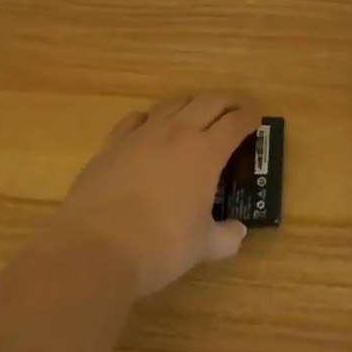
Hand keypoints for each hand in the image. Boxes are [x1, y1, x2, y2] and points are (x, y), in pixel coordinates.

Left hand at [53, 92, 259, 297]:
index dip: (251, 117)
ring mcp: (143, 135)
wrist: (94, 250)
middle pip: (210, 101)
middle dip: (228, 101)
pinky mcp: (112, 144)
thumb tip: (237, 232)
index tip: (257, 119)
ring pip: (174, 103)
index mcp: (207, 152)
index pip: (237, 122)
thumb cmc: (159, 246)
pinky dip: (150, 119)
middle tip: (235, 110)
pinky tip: (150, 129)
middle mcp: (178, 132)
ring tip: (196, 115)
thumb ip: (226, 237)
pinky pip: (136, 119)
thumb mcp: (202, 247)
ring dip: (192, 104)